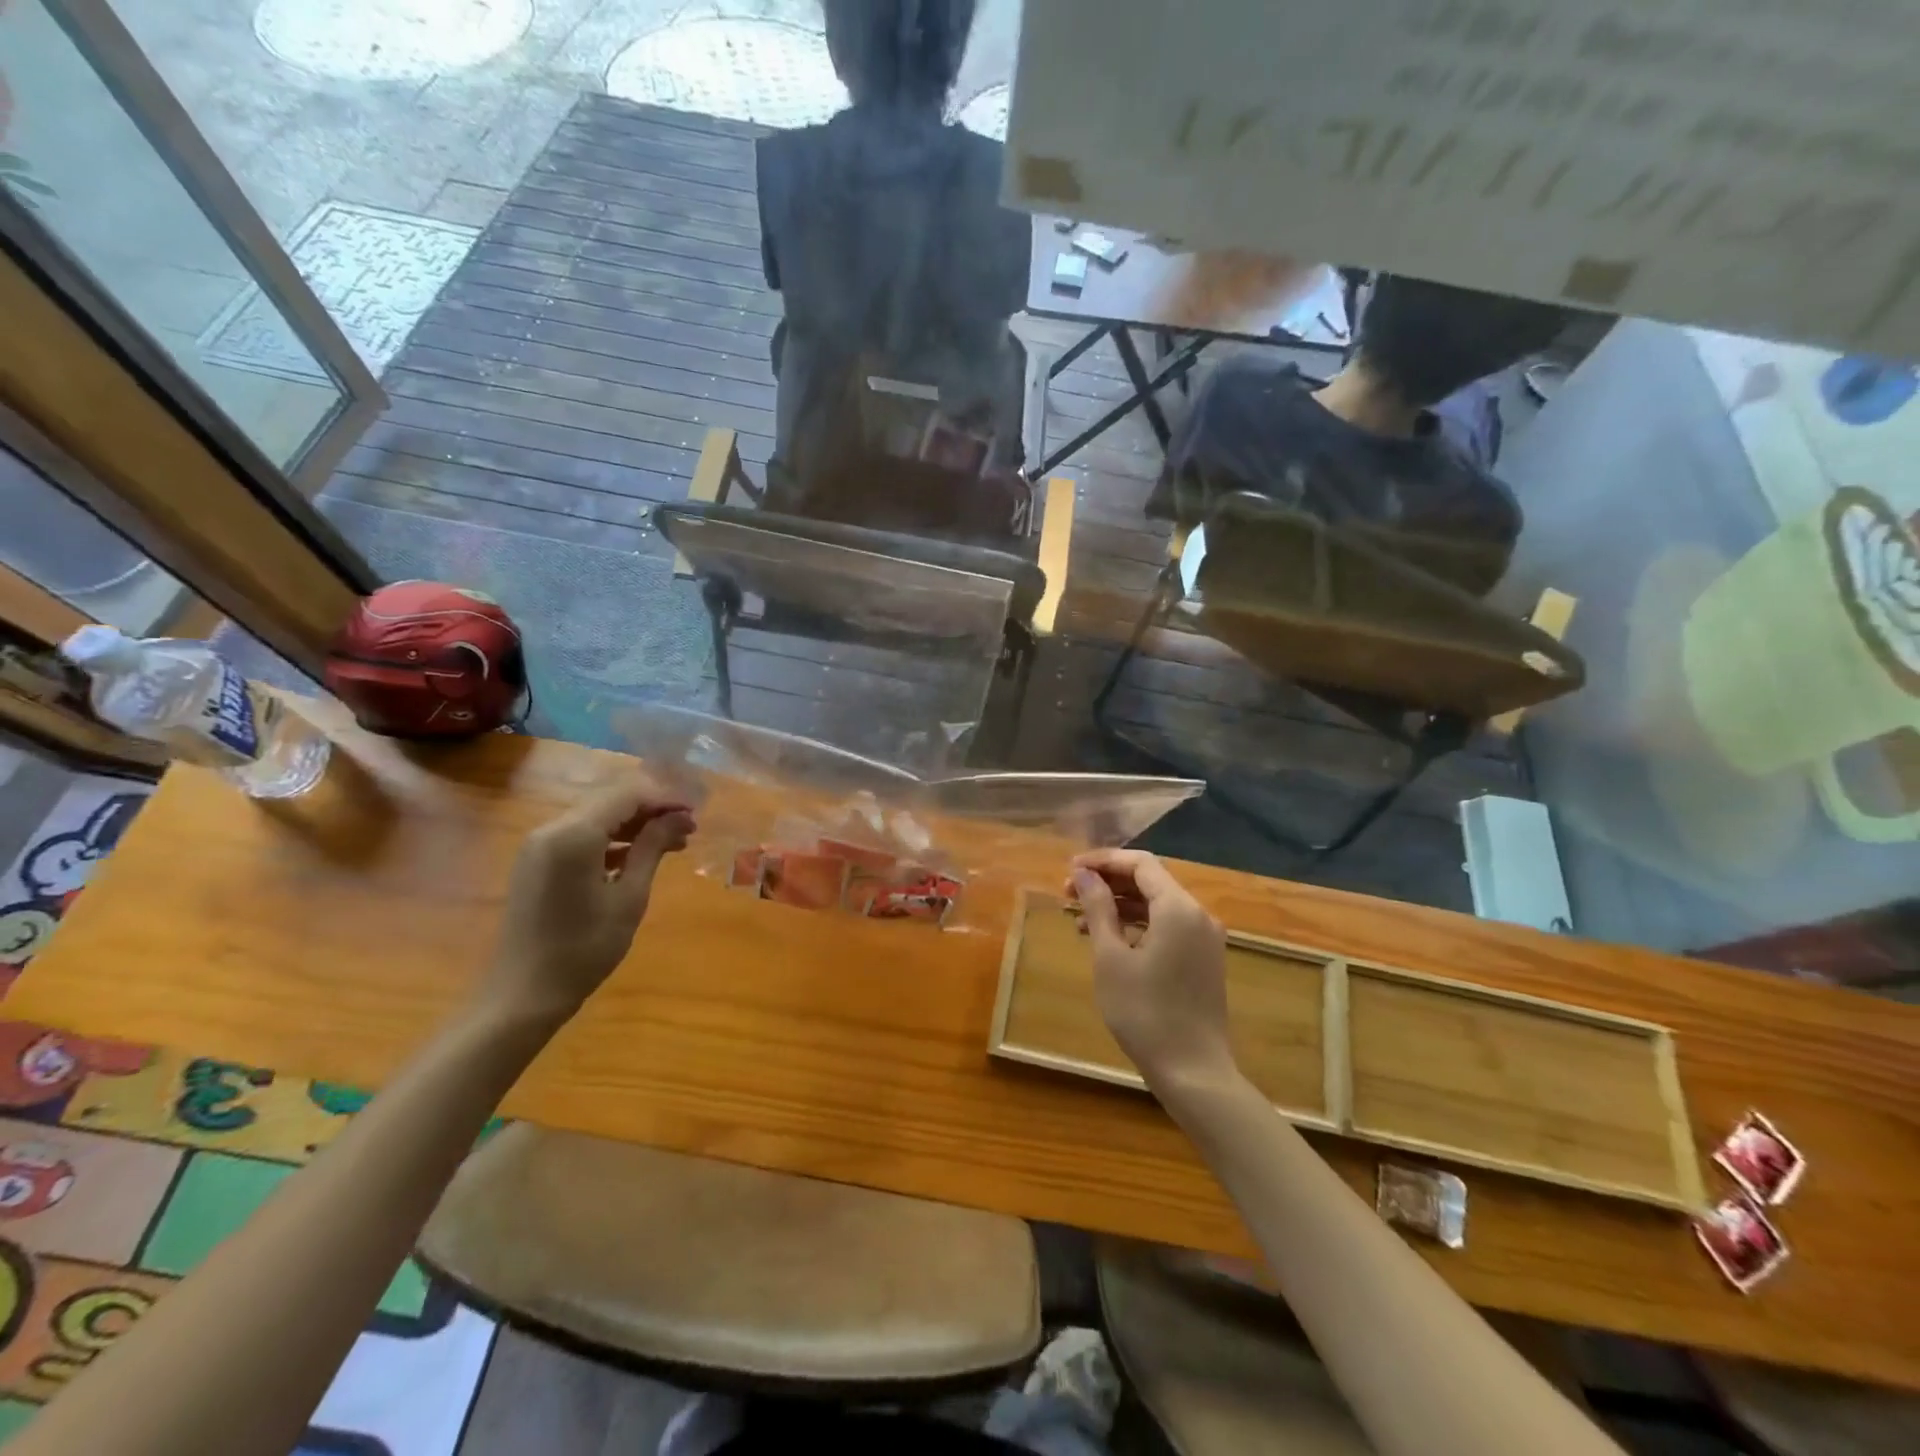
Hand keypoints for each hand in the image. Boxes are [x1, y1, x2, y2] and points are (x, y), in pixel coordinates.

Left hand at [481, 782, 695, 1026]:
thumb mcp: (629, 898)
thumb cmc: (584, 949)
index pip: (627, 794)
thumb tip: (679, 817)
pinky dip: (611, 839)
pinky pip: (580, 835)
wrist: (524, 994)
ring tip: (672, 843)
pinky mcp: (536, 861)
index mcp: (574, 835)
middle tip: (688, 827)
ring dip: (634, 824)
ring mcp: (539, 845)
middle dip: (651, 809)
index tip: (695, 813)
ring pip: (596, 816)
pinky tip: (638, 856)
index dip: (664, 798)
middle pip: (610, 800)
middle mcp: (551, 829)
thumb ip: (652, 848)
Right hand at [1069, 850, 1236, 1092]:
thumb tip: (1084, 875)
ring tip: (1079, 919)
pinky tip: (1107, 941)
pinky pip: (1167, 927)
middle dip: (1108, 883)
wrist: (1193, 1071)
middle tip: (1068, 893)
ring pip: (1156, 905)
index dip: (1103, 861)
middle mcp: (1197, 914)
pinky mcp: (1202, 960)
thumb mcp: (1111, 958)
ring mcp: (1204, 938)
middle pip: (1149, 881)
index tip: (1070, 869)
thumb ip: (1098, 909)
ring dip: (1119, 905)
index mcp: (1178, 908)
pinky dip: (1136, 926)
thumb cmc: (1145, 1012)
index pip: (1139, 863)